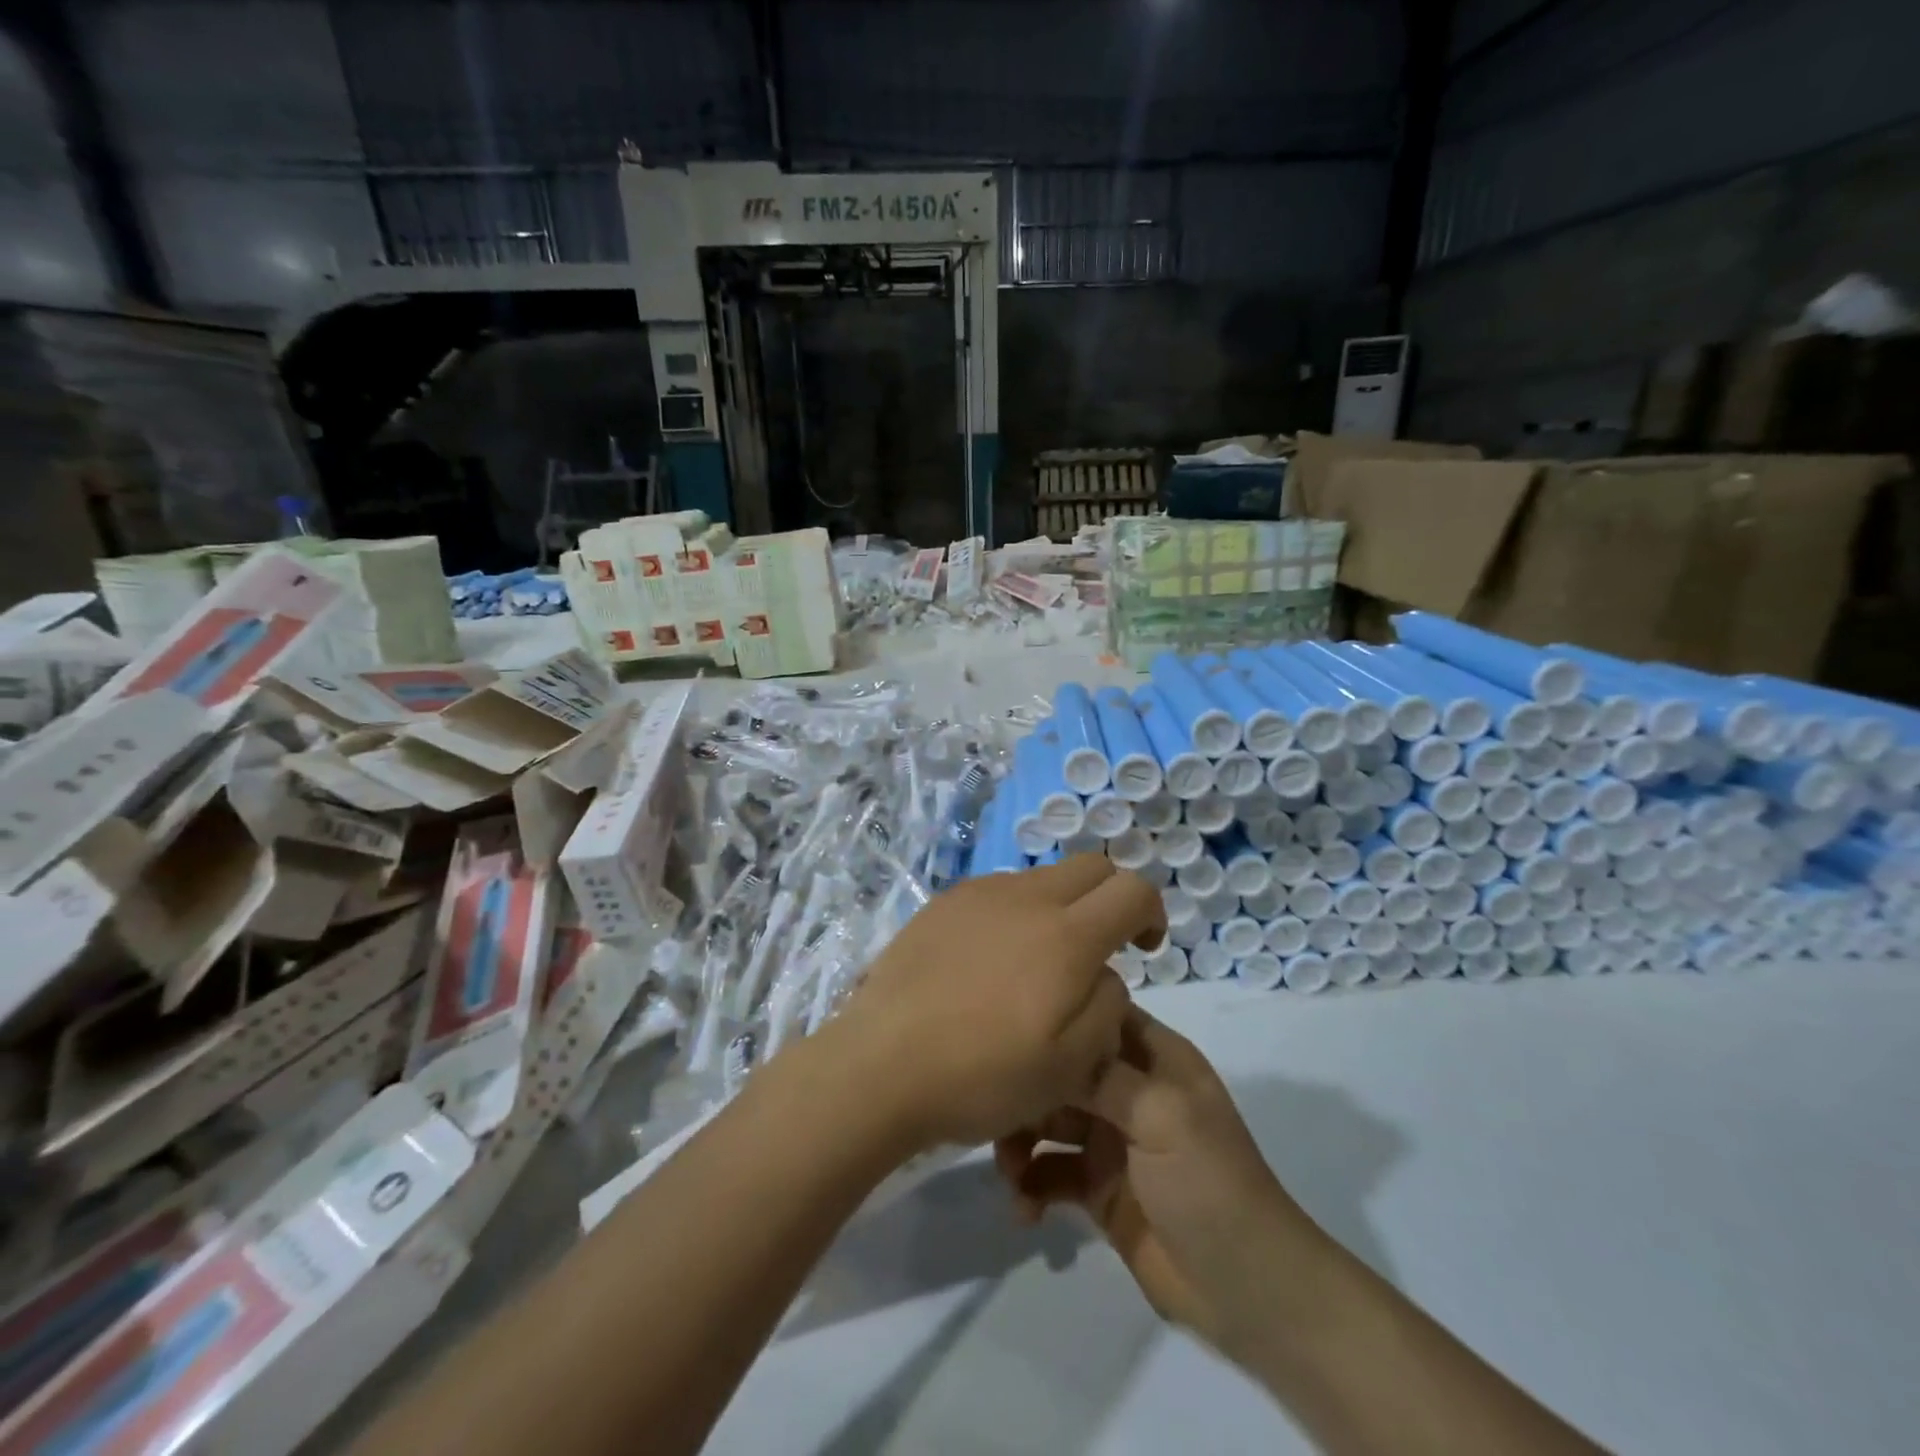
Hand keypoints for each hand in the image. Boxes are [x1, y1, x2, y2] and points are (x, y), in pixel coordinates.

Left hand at [830, 856, 1164, 1152]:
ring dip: (1060, 905)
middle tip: (1101, 948)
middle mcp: (1026, 898)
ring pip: (1042, 877)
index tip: (1143, 949)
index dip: (1151, 912)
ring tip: (1037, 962)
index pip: (1132, 889)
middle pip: (1090, 867)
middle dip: (1111, 897)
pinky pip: (998, 891)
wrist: (881, 1065)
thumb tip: (1104, 972)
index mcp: (1066, 936)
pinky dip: (1016, 912)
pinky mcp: (944, 902)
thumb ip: (1107, 1005)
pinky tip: (990, 961)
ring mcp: (979, 894)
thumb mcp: (1070, 1065)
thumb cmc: (982, 1076)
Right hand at [994, 1007, 1328, 1358]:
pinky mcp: (1097, 1188)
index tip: (1009, 1020)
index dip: (1061, 1012)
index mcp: (1156, 1058)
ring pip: (1049, 1118)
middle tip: (997, 1118)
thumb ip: (1103, 1075)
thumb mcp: (1162, 1116)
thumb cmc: (1209, 1184)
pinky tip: (1025, 1210)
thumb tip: (1051, 1037)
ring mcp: (1112, 1140)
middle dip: (1028, 1089)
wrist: (1247, 1293)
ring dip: (1021, 1140)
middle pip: (1064, 1068)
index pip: (1100, 1014)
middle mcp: (1130, 1089)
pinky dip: (1031, 1185)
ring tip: (1010, 1174)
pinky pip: (1050, 1171)